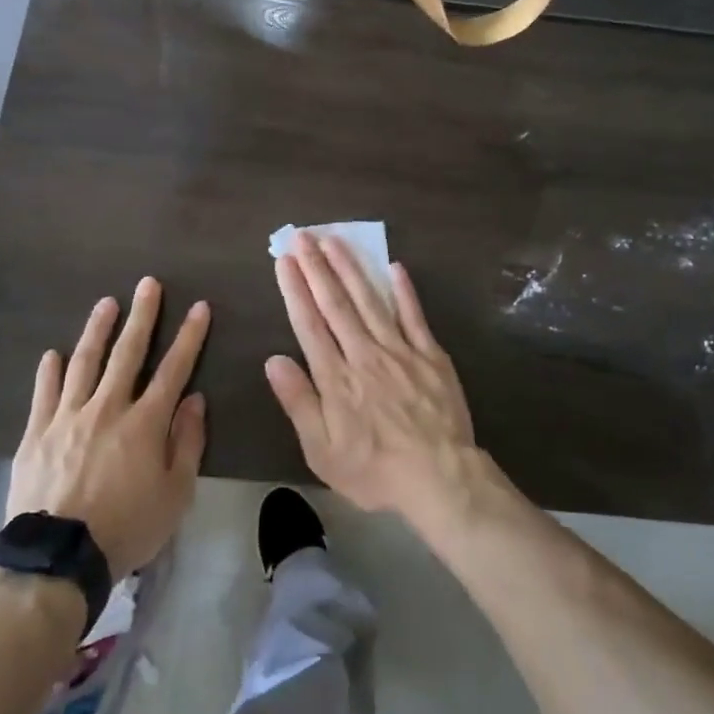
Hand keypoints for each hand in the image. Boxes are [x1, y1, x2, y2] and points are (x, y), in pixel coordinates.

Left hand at [8, 278, 208, 578]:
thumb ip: (187, 443)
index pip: (174, 369)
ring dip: (97, 330)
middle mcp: (108, 408)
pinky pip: (45, 393)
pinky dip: (50, 371)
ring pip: (85, 362)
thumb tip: (194, 399)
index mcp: (145, 423)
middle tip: (148, 284)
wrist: (57, 559)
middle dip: (142, 315)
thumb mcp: (175, 494)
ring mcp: (68, 417)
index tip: (199, 307)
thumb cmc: (126, 528)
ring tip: (106, 303)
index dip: (189, 336)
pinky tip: (53, 354)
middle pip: (128, 353)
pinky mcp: (37, 433)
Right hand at [266, 232, 477, 519]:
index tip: (284, 261)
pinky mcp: (431, 355)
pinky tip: (394, 267)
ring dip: (351, 268)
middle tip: (303, 235)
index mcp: (336, 377)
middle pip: (337, 303)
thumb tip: (273, 360)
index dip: (295, 289)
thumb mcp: (323, 451)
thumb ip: (299, 402)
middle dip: (317, 267)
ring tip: (335, 240)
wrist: (440, 477)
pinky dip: (404, 291)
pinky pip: (414, 316)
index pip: (309, 324)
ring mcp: (400, 350)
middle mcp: (364, 354)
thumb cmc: (375, 470)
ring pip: (371, 300)